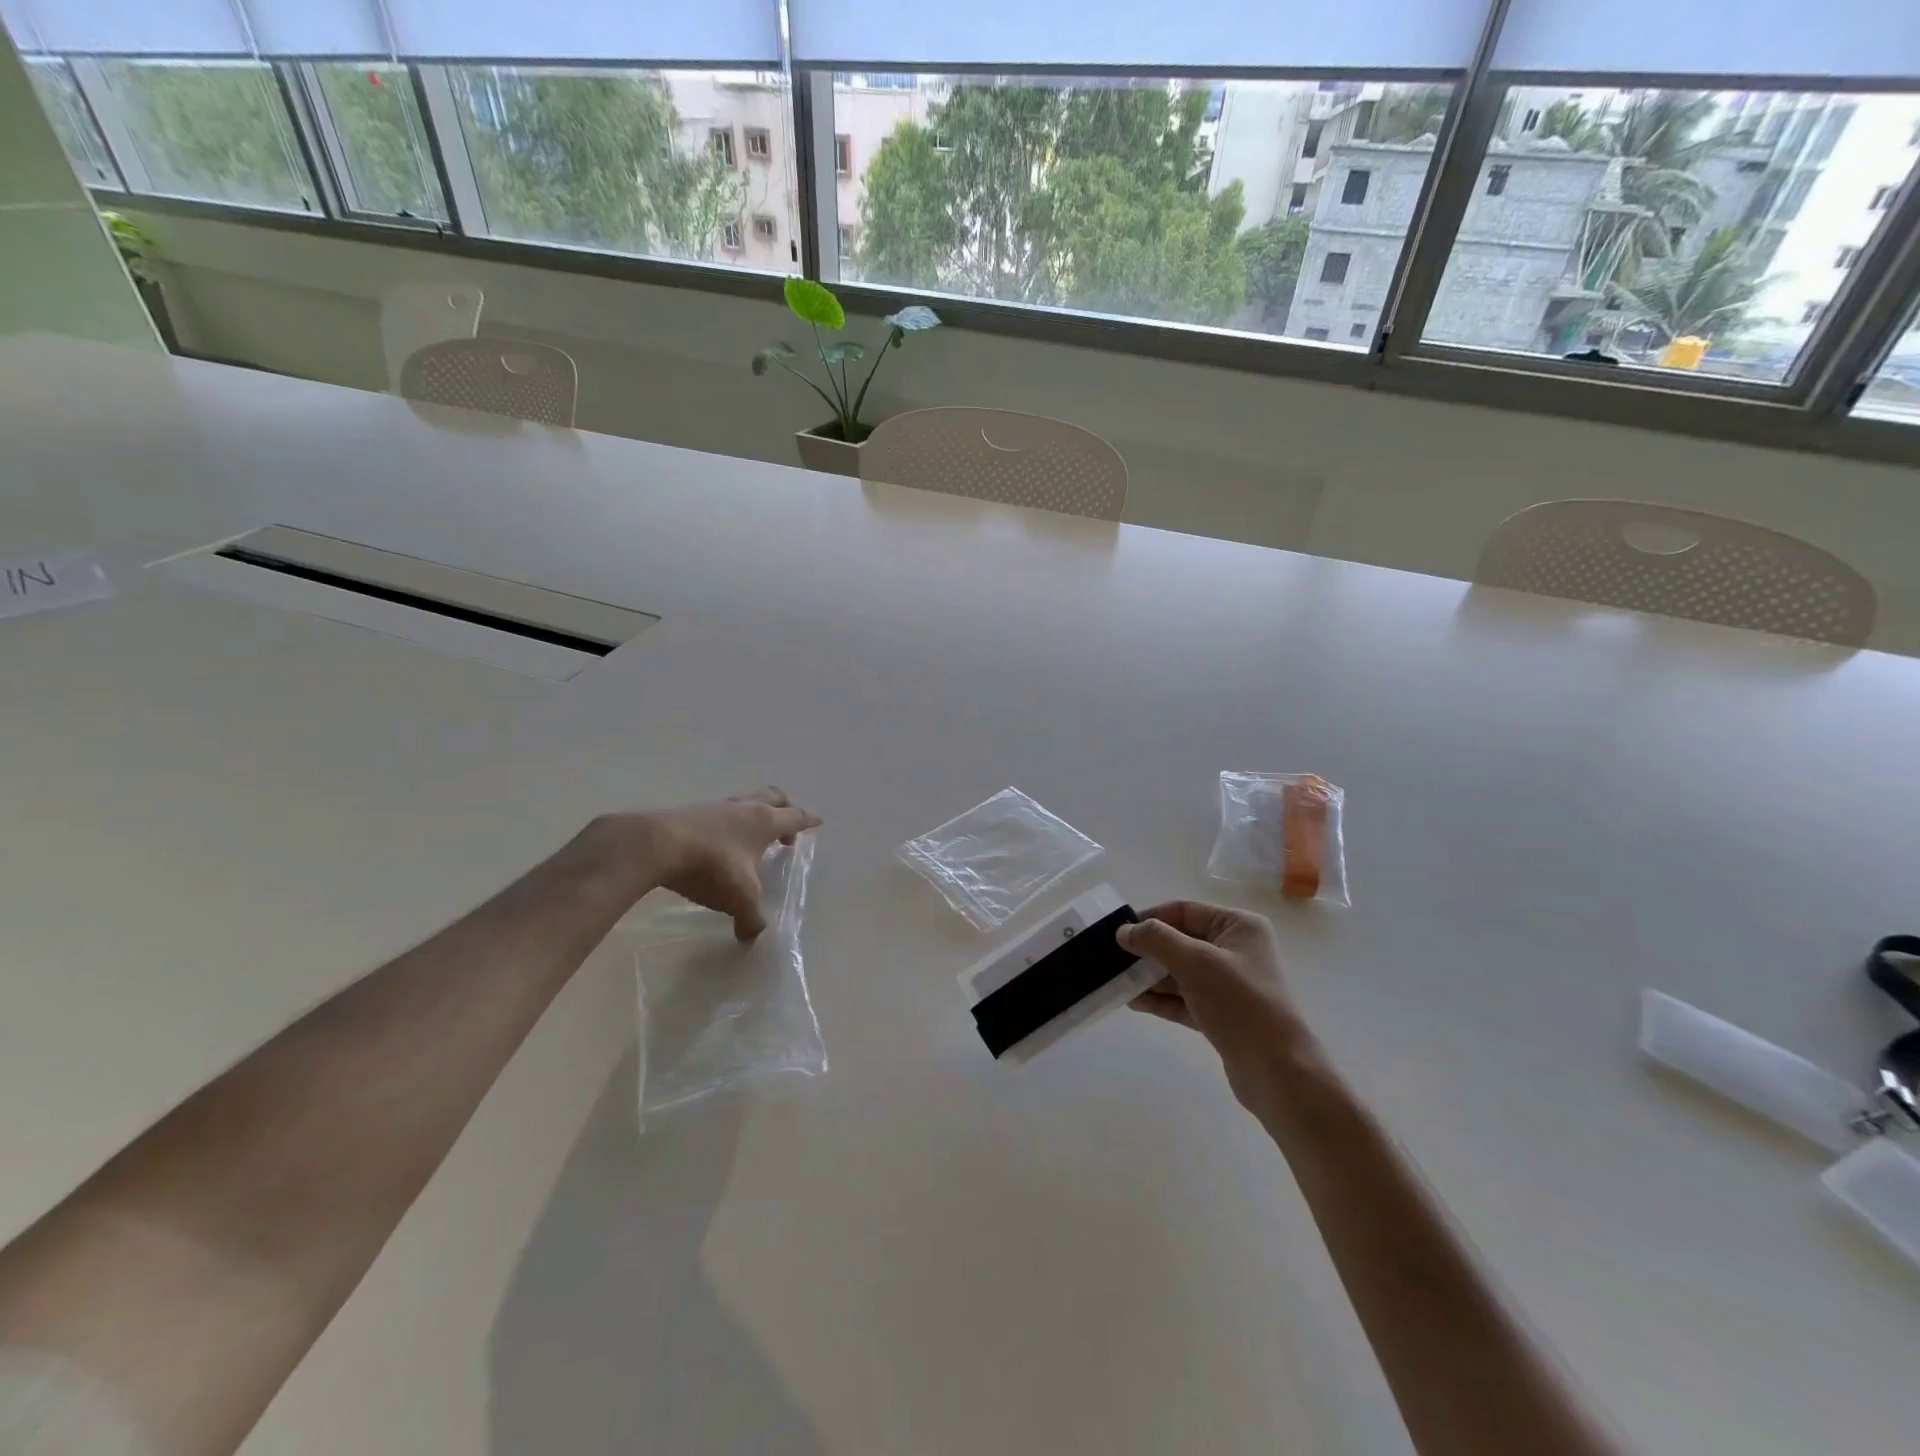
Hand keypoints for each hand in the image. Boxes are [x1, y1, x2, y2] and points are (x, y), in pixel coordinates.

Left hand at [614, 788, 820, 939]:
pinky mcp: (688, 812)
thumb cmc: (712, 866)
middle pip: (773, 797)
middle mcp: (744, 808)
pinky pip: (716, 812)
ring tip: (751, 834)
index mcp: (764, 822)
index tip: (818, 820)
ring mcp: (714, 806)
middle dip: (784, 808)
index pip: (795, 817)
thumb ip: (751, 918)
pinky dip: (725, 823)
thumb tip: (752, 936)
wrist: (656, 845)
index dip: (808, 820)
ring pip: (743, 801)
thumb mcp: (739, 898)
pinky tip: (718, 841)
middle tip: (787, 824)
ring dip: (752, 813)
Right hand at [1119, 901, 1315, 1114]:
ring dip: (1150, 976)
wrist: (1278, 1072)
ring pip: (1180, 972)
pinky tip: (1134, 1001)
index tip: (1119, 932)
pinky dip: (1161, 999)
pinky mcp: (1222, 1015)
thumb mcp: (1195, 962)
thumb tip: (1124, 931)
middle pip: (1180, 941)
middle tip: (1112, 959)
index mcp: (1239, 926)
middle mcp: (1236, 950)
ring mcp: (1229, 984)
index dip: (1150, 919)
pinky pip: (1184, 998)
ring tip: (1116, 981)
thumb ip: (1156, 940)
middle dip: (1147, 951)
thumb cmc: (1240, 1003)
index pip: (1185, 911)